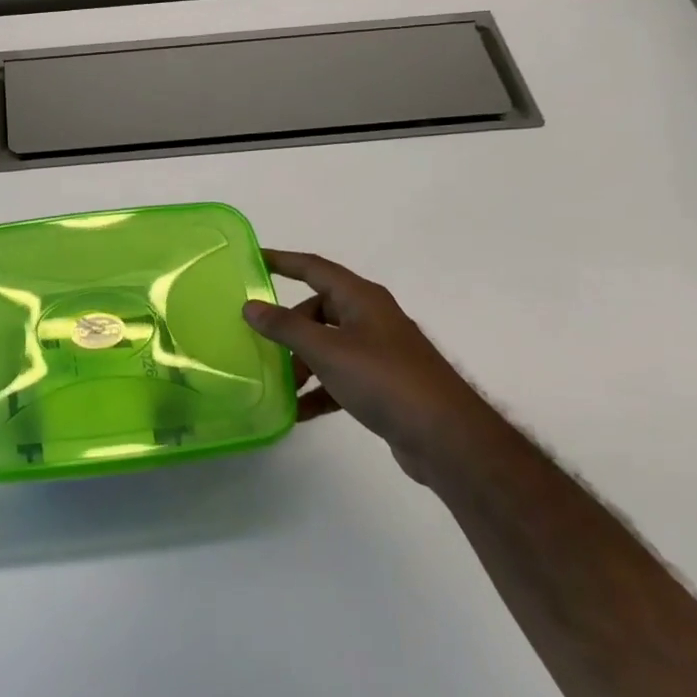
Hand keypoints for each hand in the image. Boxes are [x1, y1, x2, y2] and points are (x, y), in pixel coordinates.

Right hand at [244, 250, 492, 482]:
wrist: (446, 437)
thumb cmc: (385, 380)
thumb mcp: (327, 351)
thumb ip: (286, 327)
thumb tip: (250, 305)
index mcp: (361, 298)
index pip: (314, 268)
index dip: (282, 261)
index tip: (252, 259)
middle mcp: (370, 318)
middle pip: (318, 311)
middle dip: (288, 328)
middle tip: (262, 346)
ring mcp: (379, 351)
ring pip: (327, 345)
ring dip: (302, 363)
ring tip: (280, 386)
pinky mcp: (383, 383)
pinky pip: (340, 377)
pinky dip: (319, 390)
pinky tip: (298, 411)